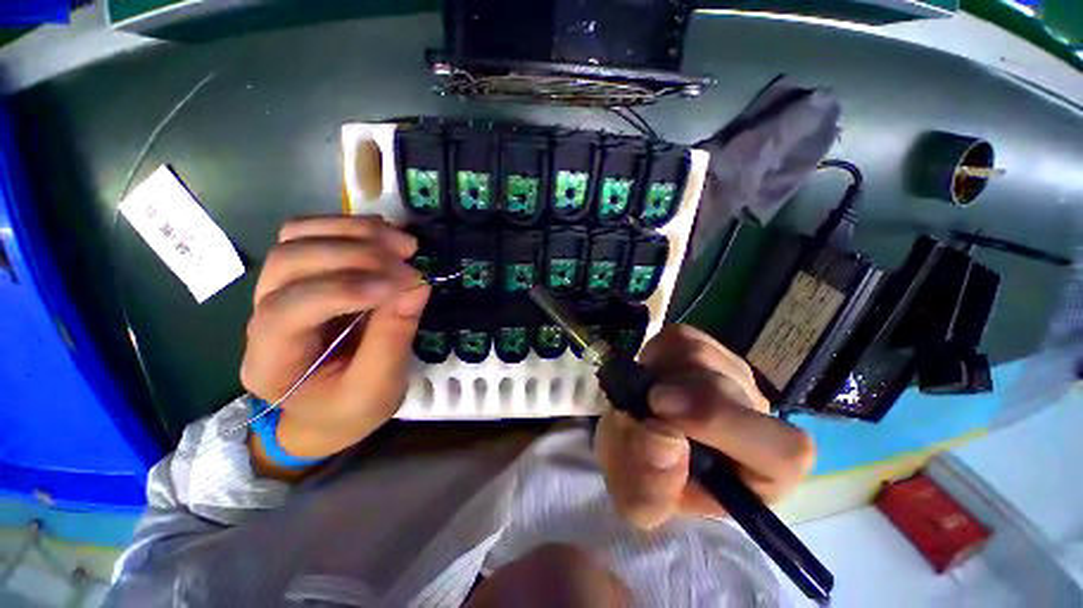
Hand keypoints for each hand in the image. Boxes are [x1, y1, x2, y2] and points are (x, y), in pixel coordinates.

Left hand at [241, 215, 429, 459]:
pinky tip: (386, 236)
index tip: (404, 283)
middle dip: (356, 255)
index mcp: (272, 361)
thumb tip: (417, 284)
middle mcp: (261, 318)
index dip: (347, 289)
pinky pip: (313, 233)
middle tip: (409, 261)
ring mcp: (276, 290)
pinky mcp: (301, 275)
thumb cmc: (350, 409)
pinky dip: (351, 226)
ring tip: (404, 243)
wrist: (327, 411)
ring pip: (296, 237)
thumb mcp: (377, 387)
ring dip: (355, 233)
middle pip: (289, 262)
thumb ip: (393, 336)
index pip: (289, 310)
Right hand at [596, 325, 814, 528]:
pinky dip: (654, 355)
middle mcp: (757, 414)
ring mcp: (731, 372)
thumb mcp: (640, 499)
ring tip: (644, 397)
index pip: (782, 449)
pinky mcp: (702, 344)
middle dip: (673, 395)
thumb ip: (651, 486)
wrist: (636, 436)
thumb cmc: (647, 477)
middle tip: (642, 404)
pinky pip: (678, 339)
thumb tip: (665, 438)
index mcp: (762, 471)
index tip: (663, 417)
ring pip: (699, 357)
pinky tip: (651, 376)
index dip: (723, 426)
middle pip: (726, 387)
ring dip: (658, 376)